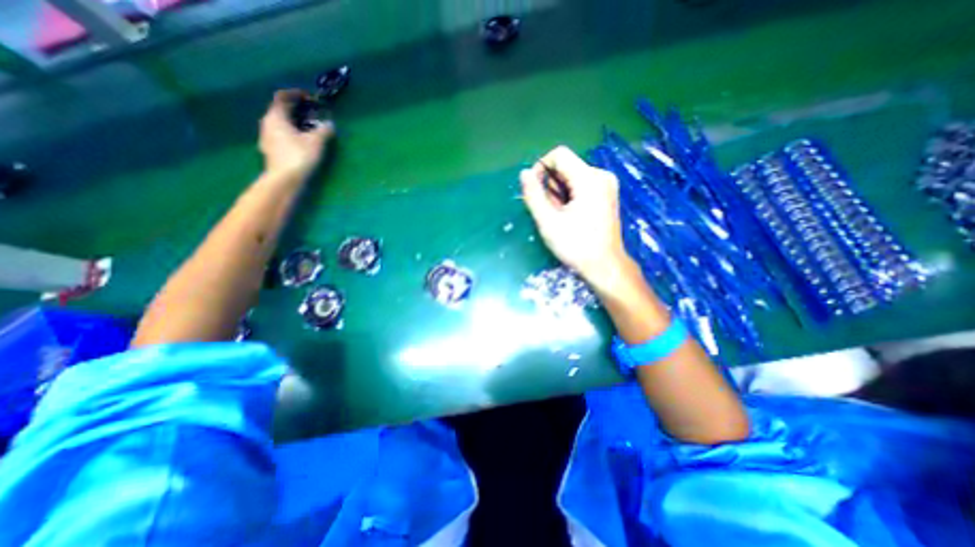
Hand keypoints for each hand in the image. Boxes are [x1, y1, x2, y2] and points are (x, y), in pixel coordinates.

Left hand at [259, 89, 334, 176]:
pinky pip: (280, 135)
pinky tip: (299, 142)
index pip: (282, 97)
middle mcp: (267, 123)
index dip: (295, 94)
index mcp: (276, 117)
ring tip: (307, 128)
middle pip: (279, 110)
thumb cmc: (299, 156)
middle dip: (295, 109)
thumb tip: (330, 124)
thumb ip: (323, 130)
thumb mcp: (316, 142)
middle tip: (310, 113)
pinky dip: (290, 133)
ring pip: (279, 124)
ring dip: (292, 122)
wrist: (284, 179)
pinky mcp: (270, 150)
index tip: (308, 97)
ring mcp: (266, 137)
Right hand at [517, 146, 633, 289]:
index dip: (541, 168)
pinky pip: (582, 185)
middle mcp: (601, 175)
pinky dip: (570, 197)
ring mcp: (607, 185)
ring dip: (559, 193)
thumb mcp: (548, 221)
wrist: (605, 266)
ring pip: (572, 177)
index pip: (559, 155)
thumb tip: (524, 173)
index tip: (535, 190)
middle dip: (551, 185)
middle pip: (566, 167)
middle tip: (549, 211)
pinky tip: (570, 216)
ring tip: (560, 217)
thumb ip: (533, 195)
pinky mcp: (607, 194)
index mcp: (589, 178)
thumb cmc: (576, 245)